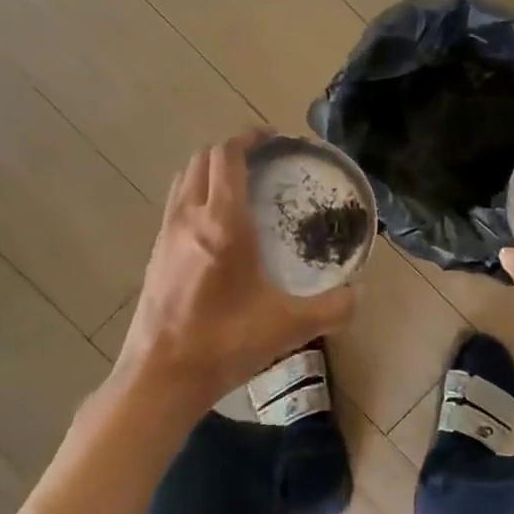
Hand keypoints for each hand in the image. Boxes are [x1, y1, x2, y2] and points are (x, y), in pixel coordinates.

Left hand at [113, 130, 357, 415]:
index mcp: (221, 222)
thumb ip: (333, 308)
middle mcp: (189, 216)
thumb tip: (359, 293)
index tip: (275, 138)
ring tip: (240, 186)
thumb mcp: (289, 326)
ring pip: (185, 179)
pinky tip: (217, 226)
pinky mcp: (155, 253)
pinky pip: (176, 204)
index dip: (250, 138)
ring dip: (211, 170)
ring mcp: (166, 233)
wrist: (161, 375)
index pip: (228, 156)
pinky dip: (197, 195)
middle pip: (203, 159)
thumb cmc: (224, 342)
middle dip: (232, 150)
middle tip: (264, 161)